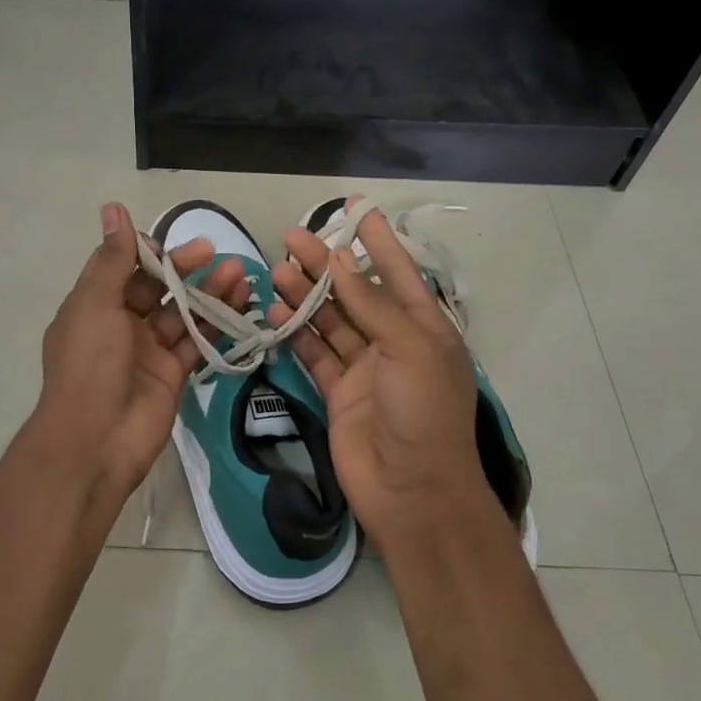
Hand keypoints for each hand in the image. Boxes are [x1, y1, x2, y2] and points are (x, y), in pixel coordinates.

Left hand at [31, 202, 248, 508]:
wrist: (96, 440)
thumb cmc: (90, 364)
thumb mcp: (95, 303)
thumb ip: (112, 258)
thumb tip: (112, 208)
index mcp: (93, 306)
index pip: (124, 267)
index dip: (148, 252)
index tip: (173, 241)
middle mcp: (120, 325)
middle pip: (157, 288)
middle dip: (185, 268)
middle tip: (215, 252)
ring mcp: (147, 351)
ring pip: (182, 314)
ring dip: (208, 293)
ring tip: (239, 273)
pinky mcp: (172, 375)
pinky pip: (197, 343)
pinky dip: (218, 325)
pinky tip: (241, 305)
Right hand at [268, 198, 491, 549]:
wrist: (411, 490)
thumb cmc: (423, 412)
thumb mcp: (409, 348)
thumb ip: (372, 304)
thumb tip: (339, 261)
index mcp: (425, 327)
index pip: (399, 272)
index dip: (378, 240)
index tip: (356, 210)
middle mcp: (394, 342)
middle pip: (354, 293)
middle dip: (325, 264)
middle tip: (290, 238)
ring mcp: (364, 368)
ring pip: (330, 321)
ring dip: (304, 296)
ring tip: (276, 271)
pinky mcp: (338, 392)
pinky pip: (314, 354)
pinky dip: (296, 333)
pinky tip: (275, 313)